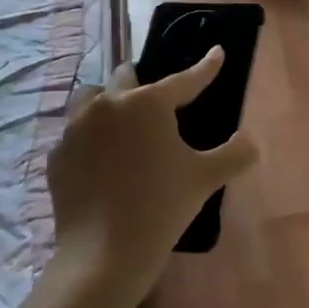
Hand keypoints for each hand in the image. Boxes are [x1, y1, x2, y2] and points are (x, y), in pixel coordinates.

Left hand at [46, 47, 257, 300]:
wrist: (103, 255)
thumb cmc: (161, 207)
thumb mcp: (206, 178)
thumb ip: (235, 153)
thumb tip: (251, 141)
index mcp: (147, 103)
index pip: (185, 79)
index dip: (206, 67)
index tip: (217, 52)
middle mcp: (108, 105)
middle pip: (125, 77)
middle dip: (143, 82)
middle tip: (157, 101)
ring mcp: (75, 129)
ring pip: (91, 98)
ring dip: (108, 102)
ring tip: (121, 122)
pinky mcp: (57, 156)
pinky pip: (74, 133)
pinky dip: (89, 137)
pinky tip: (101, 159)